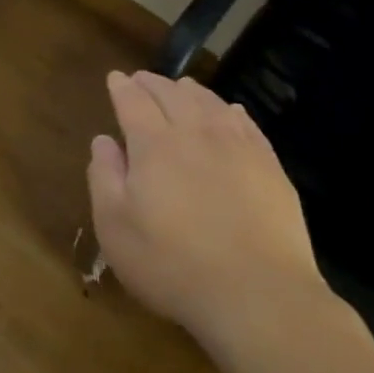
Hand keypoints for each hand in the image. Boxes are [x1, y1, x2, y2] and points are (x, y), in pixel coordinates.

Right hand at [88, 71, 326, 337]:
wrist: (258, 295)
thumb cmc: (172, 264)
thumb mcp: (115, 227)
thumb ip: (104, 177)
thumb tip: (103, 141)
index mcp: (153, 145)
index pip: (133, 102)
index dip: (122, 87)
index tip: (115, 77)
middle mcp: (195, 134)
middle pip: (172, 95)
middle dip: (153, 83)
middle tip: (142, 79)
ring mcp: (238, 148)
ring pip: (210, 104)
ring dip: (191, 91)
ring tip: (181, 86)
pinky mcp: (270, 167)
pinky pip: (247, 124)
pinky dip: (231, 110)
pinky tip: (230, 111)